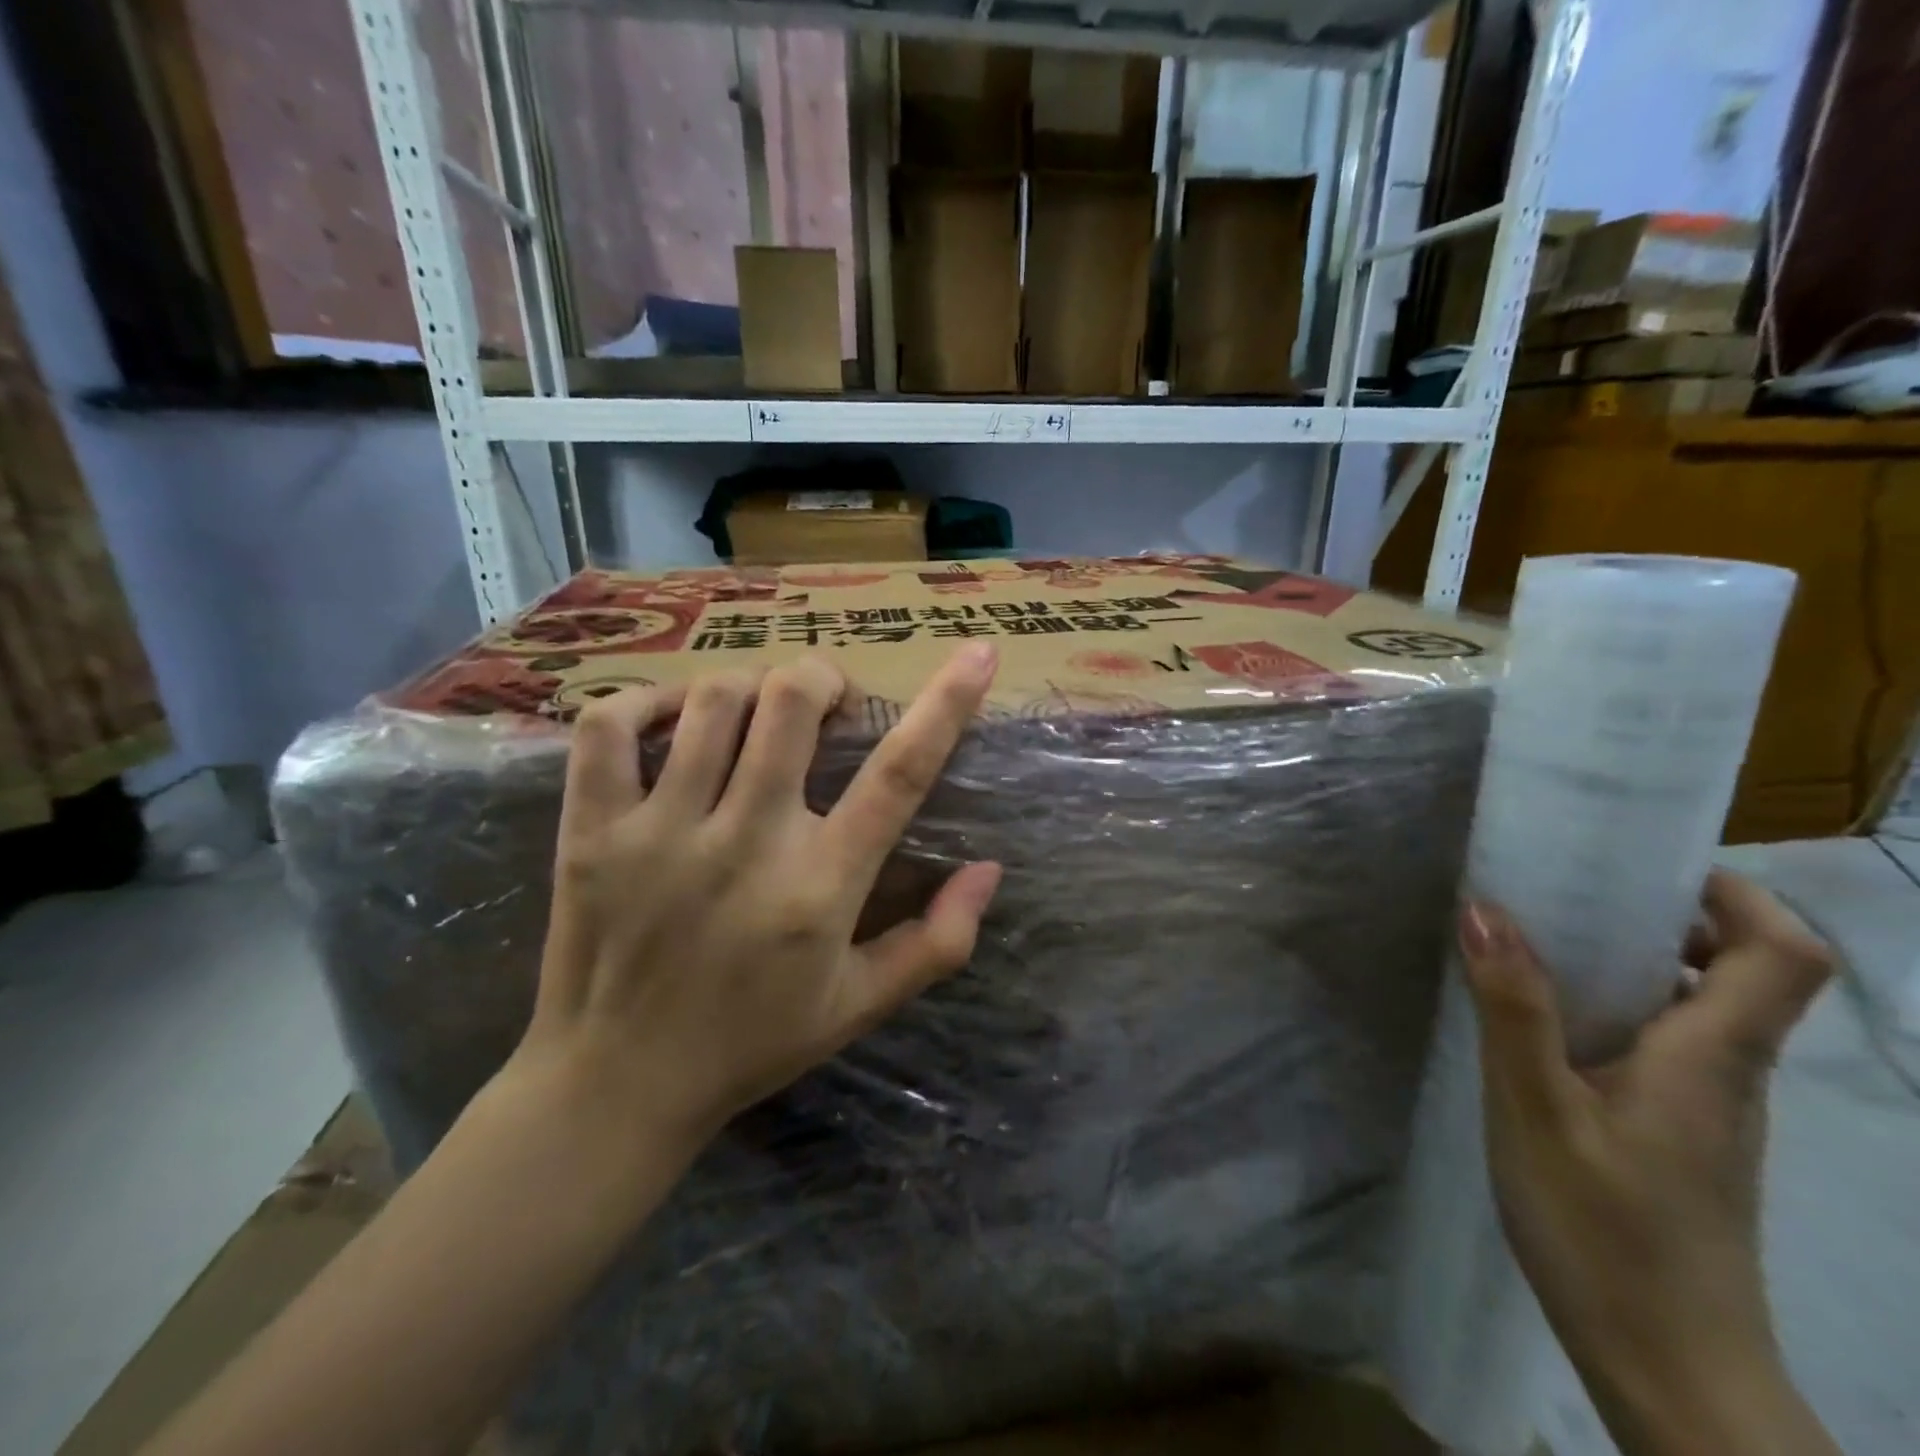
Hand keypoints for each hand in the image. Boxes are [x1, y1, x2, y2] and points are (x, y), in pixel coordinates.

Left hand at [512, 645, 1003, 1161]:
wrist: (614, 1089)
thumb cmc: (751, 1045)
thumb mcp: (859, 1006)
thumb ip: (937, 942)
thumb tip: (989, 869)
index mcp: (820, 889)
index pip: (899, 775)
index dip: (946, 704)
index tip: (977, 652)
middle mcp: (745, 844)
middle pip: (791, 702)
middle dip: (823, 679)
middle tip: (827, 704)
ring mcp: (660, 832)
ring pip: (712, 701)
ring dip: (750, 687)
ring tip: (758, 712)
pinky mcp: (591, 832)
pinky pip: (610, 727)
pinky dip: (645, 700)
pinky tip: (673, 717)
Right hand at [1460, 872, 1833, 1438]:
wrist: (1668, 1369)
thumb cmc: (1606, 1232)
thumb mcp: (1537, 1110)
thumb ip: (1513, 1007)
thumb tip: (1485, 908)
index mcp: (1712, 1058)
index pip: (1783, 955)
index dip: (1738, 895)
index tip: (1648, 865)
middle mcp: (1729, 1075)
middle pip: (1743, 972)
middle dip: (1668, 915)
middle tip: (1572, 891)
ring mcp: (1708, 1110)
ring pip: (1698, 1009)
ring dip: (1635, 961)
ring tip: (1543, 942)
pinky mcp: (1680, 1135)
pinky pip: (1665, 1045)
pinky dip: (1617, 1008)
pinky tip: (1543, 1023)